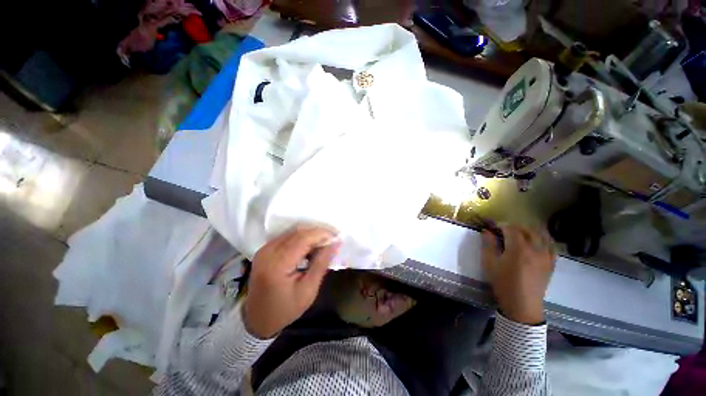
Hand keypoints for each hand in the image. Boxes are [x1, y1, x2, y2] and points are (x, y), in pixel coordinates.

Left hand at [243, 226, 340, 338]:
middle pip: (298, 232)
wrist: (256, 319)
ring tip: (324, 243)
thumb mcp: (308, 290)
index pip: (304, 238)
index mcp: (278, 264)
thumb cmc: (285, 309)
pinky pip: (287, 236)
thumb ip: (321, 263)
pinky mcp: (264, 249)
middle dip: (318, 232)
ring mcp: (264, 249)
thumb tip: (334, 243)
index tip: (337, 237)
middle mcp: (268, 251)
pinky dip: (301, 238)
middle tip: (333, 240)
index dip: (322, 234)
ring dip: (311, 234)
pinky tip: (310, 246)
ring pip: (293, 231)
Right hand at [481, 225, 555, 324]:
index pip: (511, 229)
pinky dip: (543, 239)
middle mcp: (535, 249)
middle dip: (514, 227)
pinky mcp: (551, 263)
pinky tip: (536, 242)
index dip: (501, 225)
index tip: (493, 228)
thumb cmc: (503, 283)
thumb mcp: (490, 263)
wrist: (522, 305)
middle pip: (527, 229)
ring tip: (520, 234)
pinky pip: (551, 245)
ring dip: (529, 231)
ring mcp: (546, 256)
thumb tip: (486, 231)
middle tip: (504, 230)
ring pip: (541, 235)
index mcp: (518, 248)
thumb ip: (488, 244)